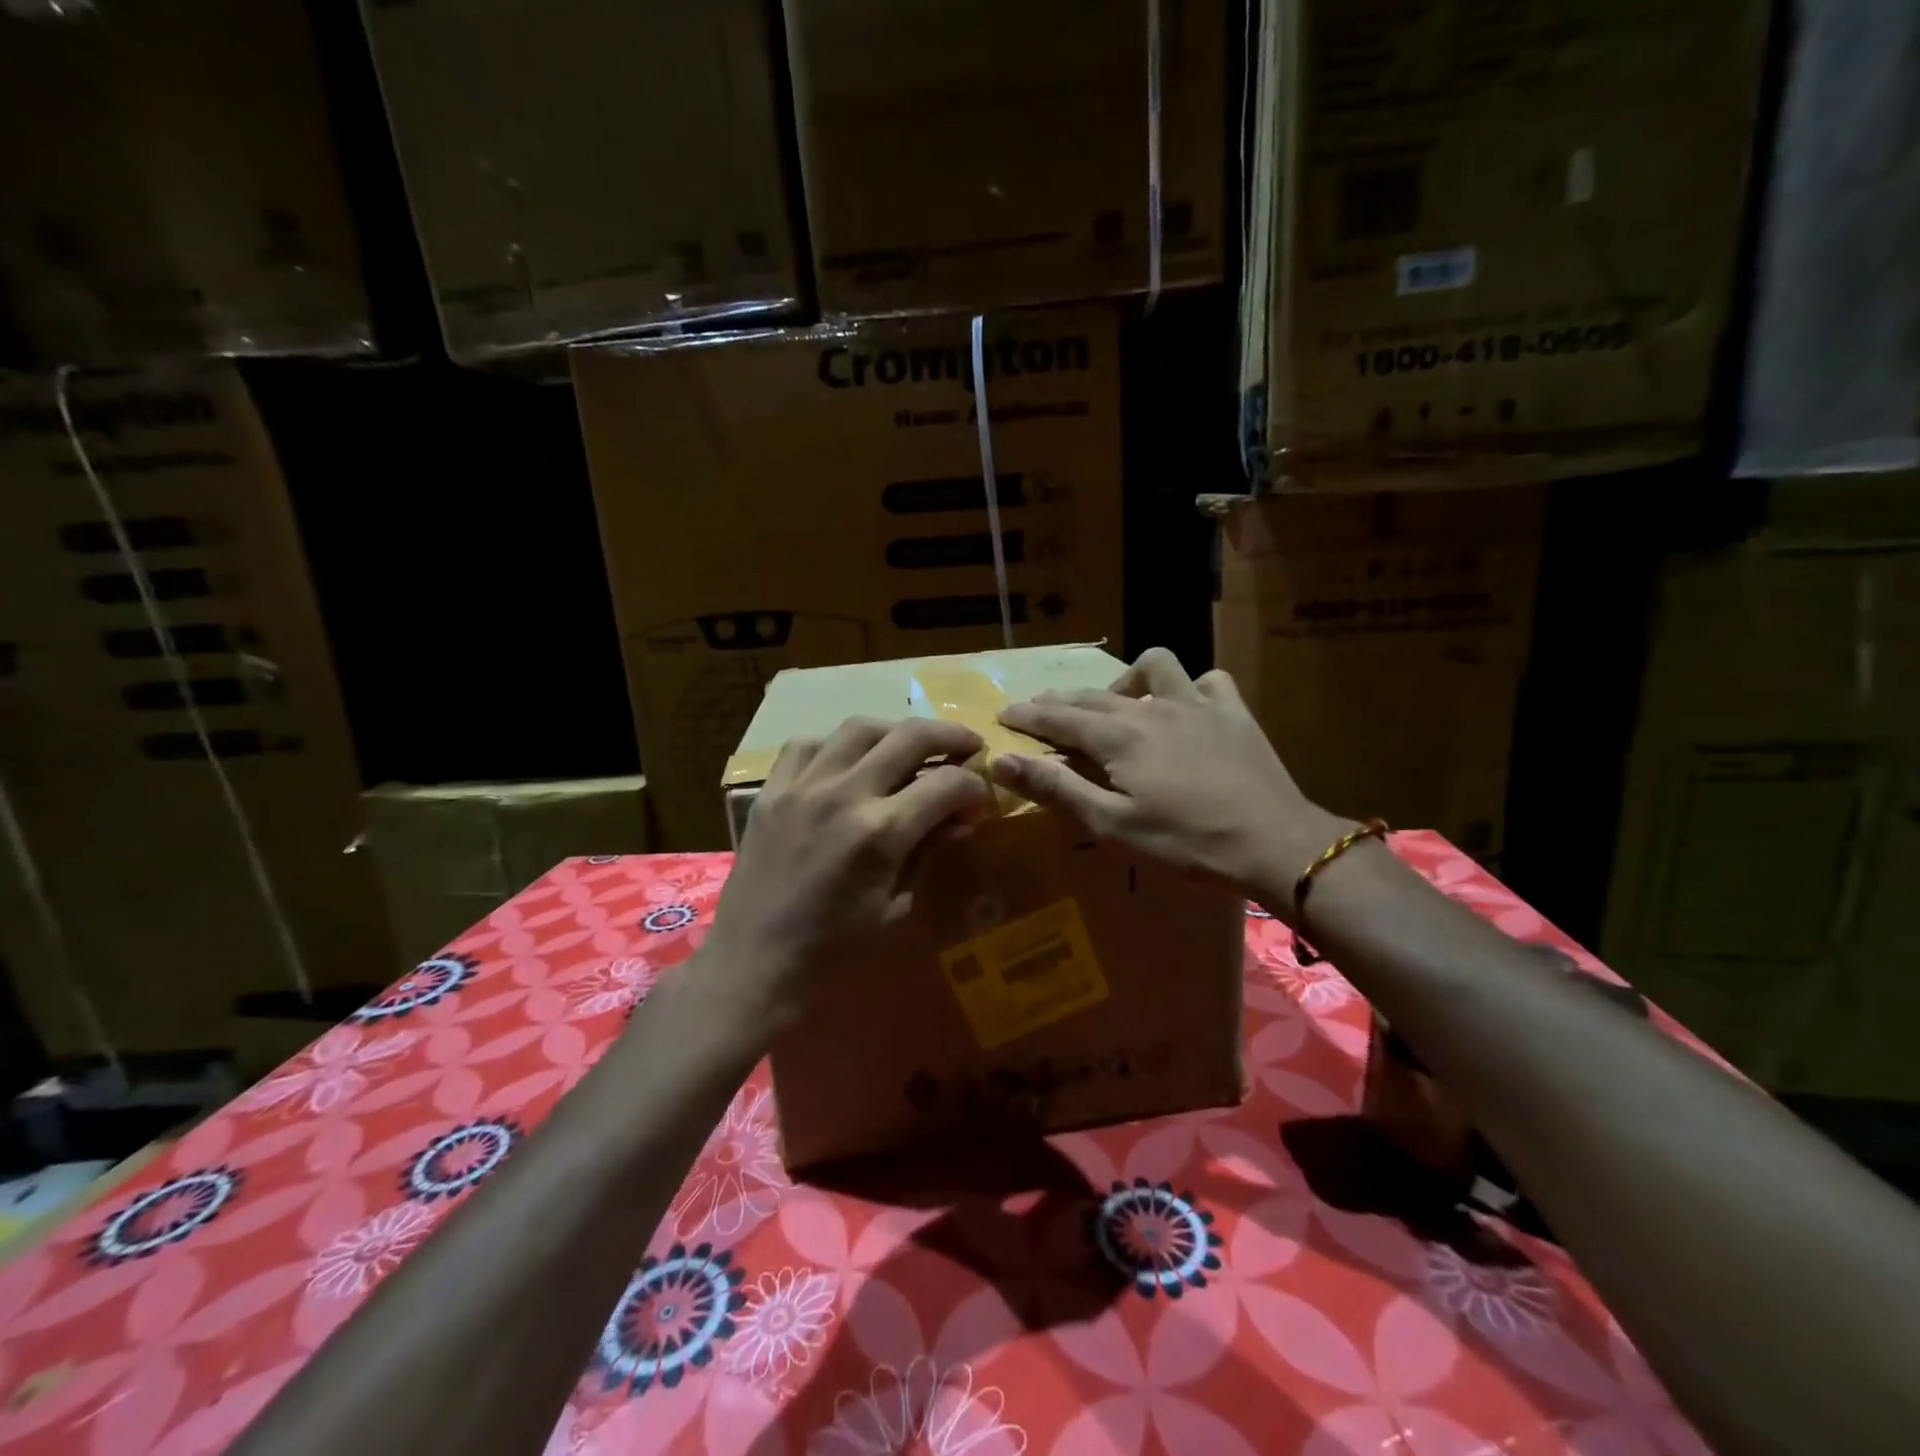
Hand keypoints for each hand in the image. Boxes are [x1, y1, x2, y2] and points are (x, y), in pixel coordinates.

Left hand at [702, 716, 992, 1020]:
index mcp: (881, 833)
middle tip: (968, 746)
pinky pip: (807, 744)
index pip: (946, 784)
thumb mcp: (896, 910)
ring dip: (896, 730)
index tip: (981, 799)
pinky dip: (838, 744)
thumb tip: (960, 818)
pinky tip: (849, 760)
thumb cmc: (834, 953)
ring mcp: (802, 786)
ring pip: (859, 728)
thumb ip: (929, 853)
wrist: (754, 966)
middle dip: (950, 736)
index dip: (974, 787)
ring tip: (912, 745)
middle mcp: (844, 794)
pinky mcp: (771, 791)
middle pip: (910, 736)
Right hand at [992, 648, 1349, 910]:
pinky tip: (1186, 707)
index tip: (1002, 714)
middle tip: (1038, 709)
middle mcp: (1152, 708)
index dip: (1026, 715)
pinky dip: (1191, 688)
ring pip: (1155, 665)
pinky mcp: (1234, 712)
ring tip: (1120, 704)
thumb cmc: (1185, 843)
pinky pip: (1209, 681)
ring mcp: (1197, 704)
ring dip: (1128, 679)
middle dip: (1059, 699)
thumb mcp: (1111, 825)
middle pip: (1093, 694)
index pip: (1058, 717)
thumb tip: (1002, 760)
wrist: (1273, 843)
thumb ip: (1056, 789)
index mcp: (1118, 737)